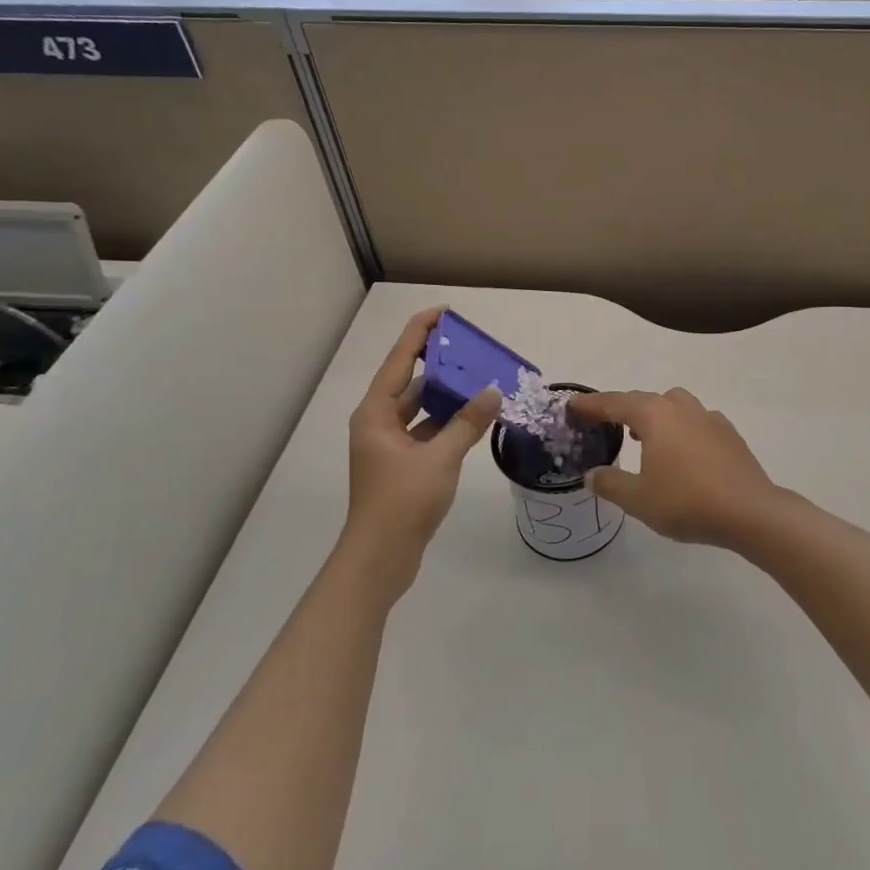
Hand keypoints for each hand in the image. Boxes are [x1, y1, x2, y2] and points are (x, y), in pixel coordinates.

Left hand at [344, 307, 500, 595]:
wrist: (381, 558)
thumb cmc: (402, 501)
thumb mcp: (440, 458)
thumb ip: (468, 423)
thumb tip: (493, 391)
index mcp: (375, 413)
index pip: (399, 360)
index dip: (420, 333)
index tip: (443, 312)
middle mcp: (378, 423)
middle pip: (409, 381)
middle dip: (438, 363)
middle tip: (470, 345)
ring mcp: (389, 445)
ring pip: (420, 408)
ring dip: (446, 395)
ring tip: (479, 376)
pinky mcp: (402, 464)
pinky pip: (427, 430)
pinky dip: (448, 421)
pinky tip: (474, 416)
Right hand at [568, 388, 787, 547]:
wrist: (749, 511)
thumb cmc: (687, 501)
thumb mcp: (638, 499)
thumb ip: (611, 483)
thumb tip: (592, 474)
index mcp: (654, 416)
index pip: (615, 403)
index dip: (591, 405)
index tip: (572, 406)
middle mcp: (680, 408)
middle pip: (644, 399)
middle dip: (622, 408)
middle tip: (605, 422)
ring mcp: (709, 418)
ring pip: (674, 404)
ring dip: (655, 414)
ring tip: (643, 435)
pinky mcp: (728, 434)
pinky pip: (696, 420)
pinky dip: (681, 427)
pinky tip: (681, 450)